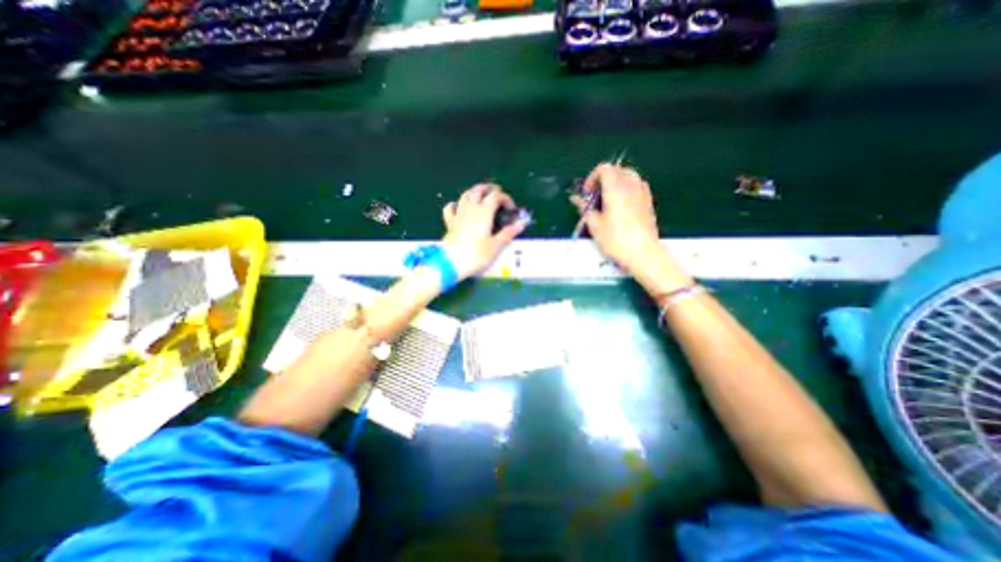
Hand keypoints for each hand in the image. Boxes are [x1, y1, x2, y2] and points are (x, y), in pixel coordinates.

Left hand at [441, 182, 526, 280]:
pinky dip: (456, 204)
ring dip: (474, 192)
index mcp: (484, 212)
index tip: (511, 209)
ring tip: (481, 196)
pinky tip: (459, 207)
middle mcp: (471, 209)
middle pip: (478, 190)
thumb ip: (508, 233)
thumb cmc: (477, 254)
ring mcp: (458, 214)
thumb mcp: (496, 246)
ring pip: (465, 195)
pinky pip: (450, 208)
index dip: (506, 198)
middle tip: (497, 194)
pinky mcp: (450, 223)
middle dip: (489, 189)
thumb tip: (521, 224)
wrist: (451, 263)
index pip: (496, 196)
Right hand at [565, 162, 693, 290]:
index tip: (587, 194)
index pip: (604, 168)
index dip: (592, 178)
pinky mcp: (648, 202)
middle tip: (596, 197)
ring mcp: (642, 193)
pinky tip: (621, 207)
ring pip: (628, 176)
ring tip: (607, 202)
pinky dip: (626, 190)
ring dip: (615, 184)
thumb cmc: (615, 240)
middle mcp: (631, 185)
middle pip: (617, 170)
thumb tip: (575, 199)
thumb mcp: (595, 225)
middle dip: (604, 179)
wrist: (643, 253)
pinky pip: (636, 186)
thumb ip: (584, 208)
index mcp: (616, 188)